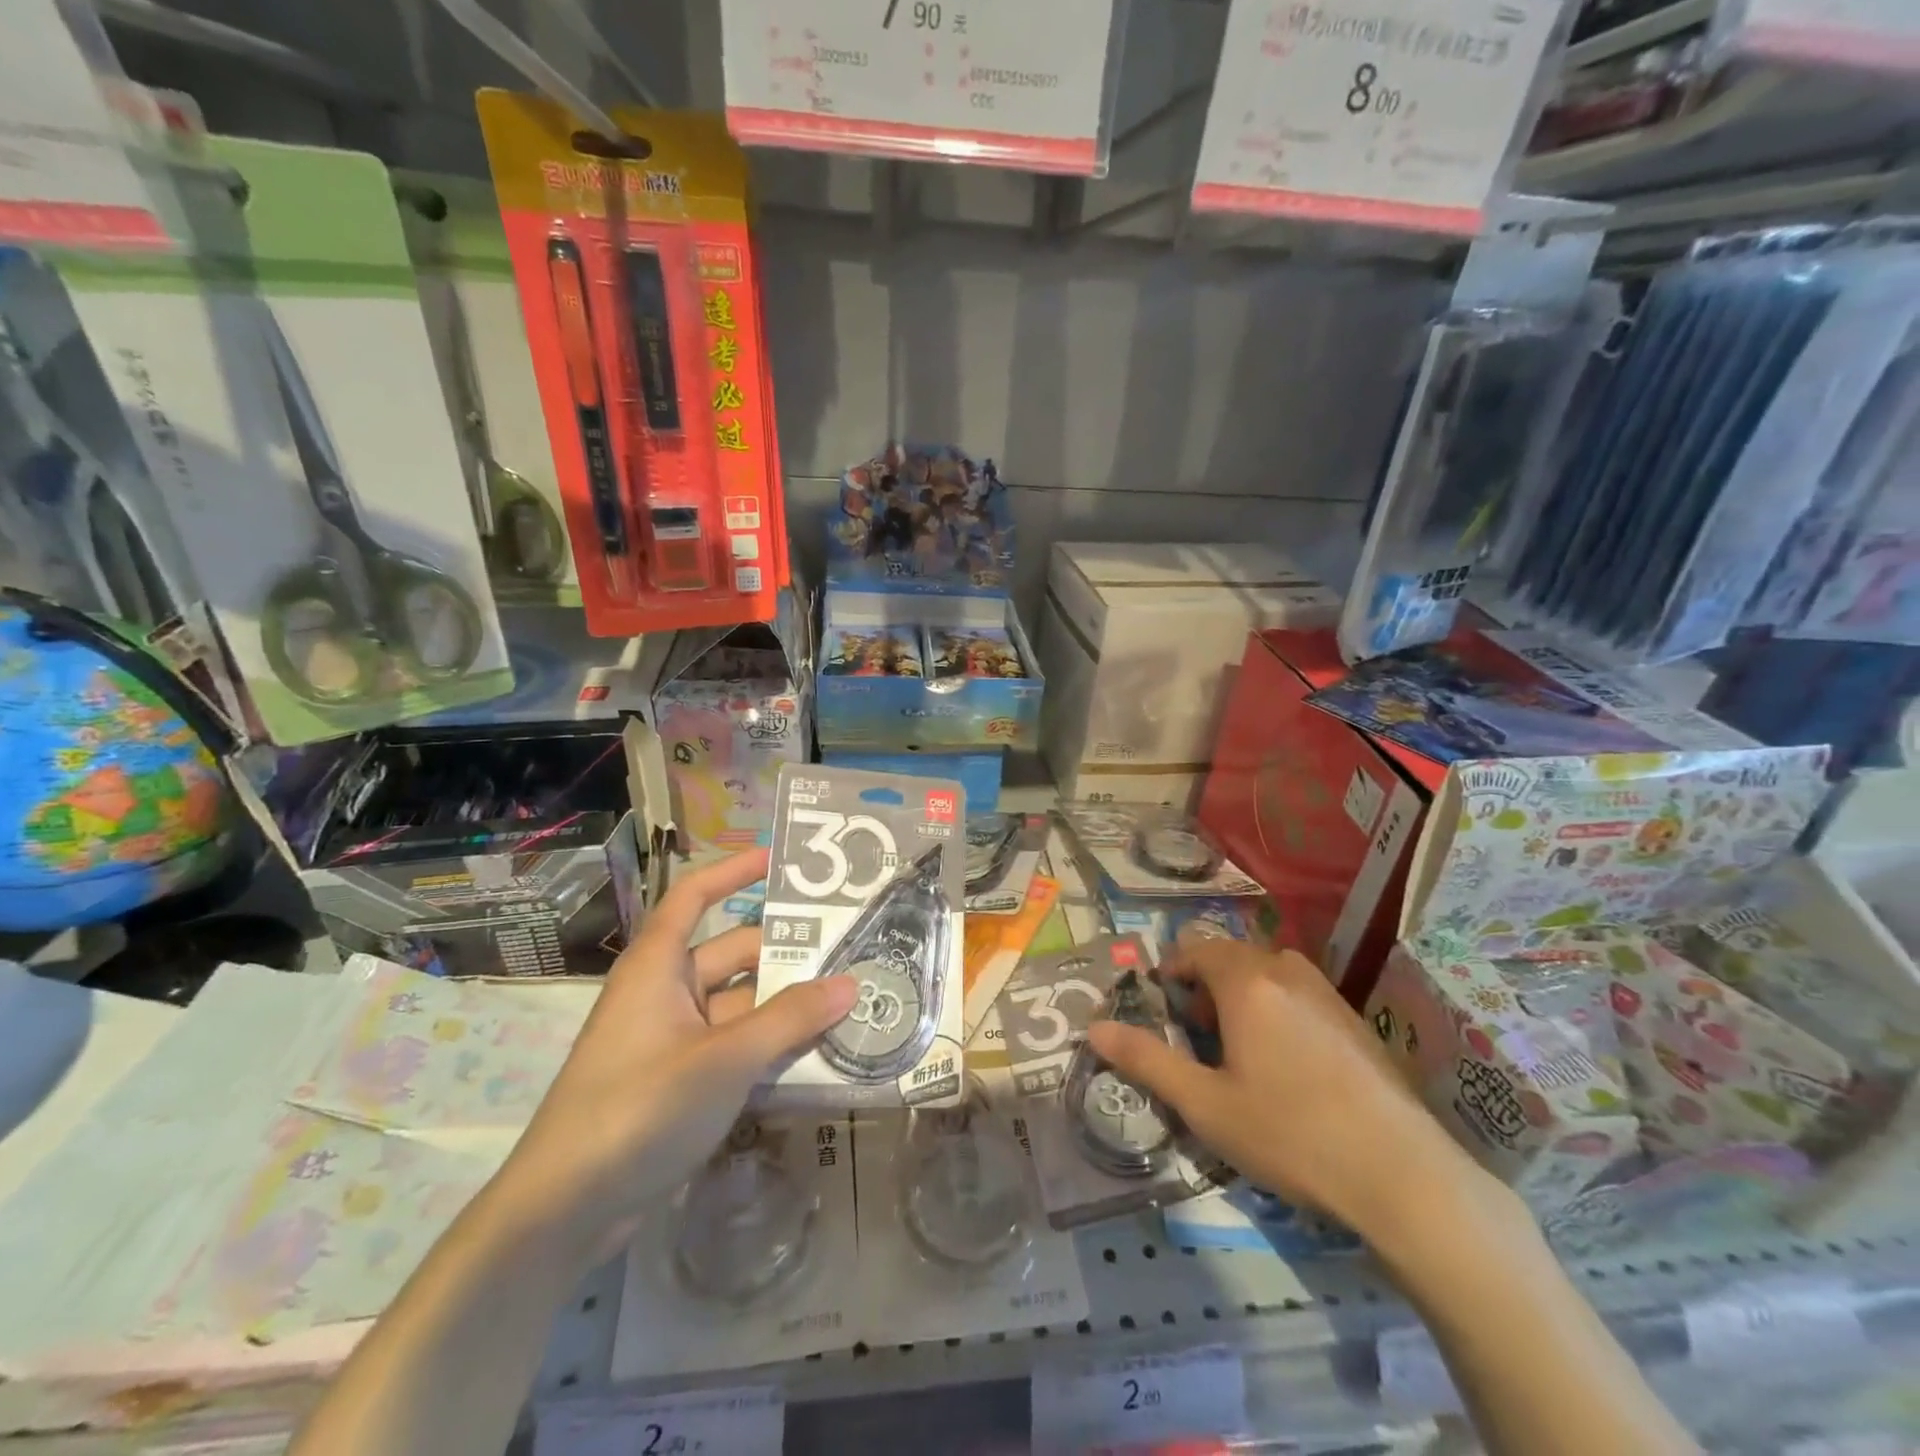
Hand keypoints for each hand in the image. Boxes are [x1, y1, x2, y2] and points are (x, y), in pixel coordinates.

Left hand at [494, 849, 856, 1264]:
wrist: (564, 1211)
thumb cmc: (639, 1107)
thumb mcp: (725, 1059)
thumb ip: (791, 1019)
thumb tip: (850, 983)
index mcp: (659, 965)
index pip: (696, 895)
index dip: (735, 870)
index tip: (782, 860)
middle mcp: (665, 991)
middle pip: (734, 954)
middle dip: (787, 954)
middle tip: (851, 949)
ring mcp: (672, 1039)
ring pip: (740, 1005)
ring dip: (786, 1006)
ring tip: (849, 1001)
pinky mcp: (679, 1081)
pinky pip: (735, 1045)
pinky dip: (770, 1045)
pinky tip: (818, 1055)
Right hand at [1087, 937, 1493, 1240]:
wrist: (1404, 1177)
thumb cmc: (1290, 1134)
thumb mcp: (1204, 1104)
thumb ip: (1146, 1060)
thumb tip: (1093, 1029)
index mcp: (1247, 981)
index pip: (1196, 951)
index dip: (1172, 974)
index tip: (1163, 1011)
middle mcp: (1287, 972)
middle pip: (1232, 959)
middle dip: (1205, 988)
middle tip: (1197, 1038)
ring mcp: (1329, 994)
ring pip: (1269, 976)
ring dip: (1243, 998)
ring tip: (1239, 1053)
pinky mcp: (1357, 1022)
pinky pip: (1300, 996)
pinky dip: (1279, 1012)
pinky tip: (1290, 1069)